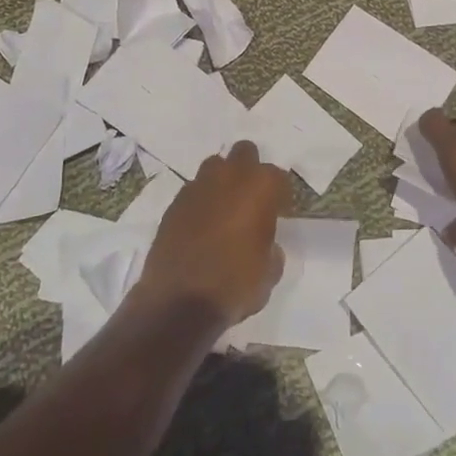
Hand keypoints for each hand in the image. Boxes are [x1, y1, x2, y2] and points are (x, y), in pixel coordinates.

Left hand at [133, 141, 288, 327]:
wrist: (179, 302)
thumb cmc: (236, 284)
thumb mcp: (270, 272)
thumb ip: (271, 248)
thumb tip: (266, 245)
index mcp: (259, 187)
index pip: (279, 177)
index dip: (282, 195)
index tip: (281, 212)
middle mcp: (228, 177)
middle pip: (245, 153)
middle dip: (251, 170)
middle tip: (253, 199)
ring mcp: (197, 187)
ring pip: (214, 167)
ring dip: (223, 181)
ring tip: (225, 209)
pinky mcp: (173, 204)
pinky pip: (193, 192)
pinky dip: (201, 202)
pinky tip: (202, 226)